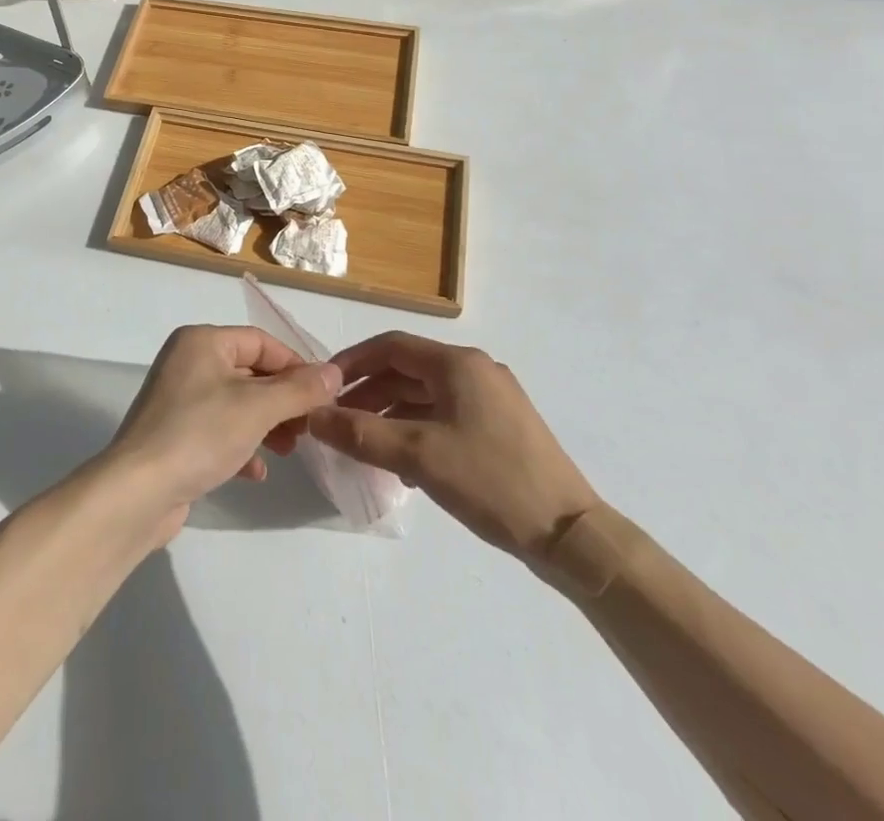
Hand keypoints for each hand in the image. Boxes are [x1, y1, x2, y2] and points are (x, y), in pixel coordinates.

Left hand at [106, 325, 341, 540]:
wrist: (137, 492)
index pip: (260, 341)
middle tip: (309, 428)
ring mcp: (178, 400)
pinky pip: (218, 431)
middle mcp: (187, 362)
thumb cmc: (200, 434)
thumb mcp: (257, 408)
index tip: (324, 394)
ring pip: (237, 404)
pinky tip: (256, 472)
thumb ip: (299, 389)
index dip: (295, 365)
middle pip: (249, 372)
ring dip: (267, 425)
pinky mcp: (175, 435)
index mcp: (202, 342)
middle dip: (283, 400)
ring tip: (290, 450)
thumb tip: (334, 372)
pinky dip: (241, 446)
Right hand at [309, 333, 598, 565]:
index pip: (390, 347)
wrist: (571, 536)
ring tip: (364, 445)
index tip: (323, 387)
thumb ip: (360, 433)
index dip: (352, 363)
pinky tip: (404, 464)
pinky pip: (446, 414)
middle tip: (338, 421)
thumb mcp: (418, 457)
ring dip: (391, 414)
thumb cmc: (491, 481)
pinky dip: (417, 429)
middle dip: (369, 393)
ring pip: (426, 395)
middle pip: (408, 370)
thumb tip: (313, 416)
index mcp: (458, 364)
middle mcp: (475, 370)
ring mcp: (492, 398)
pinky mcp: (501, 427)